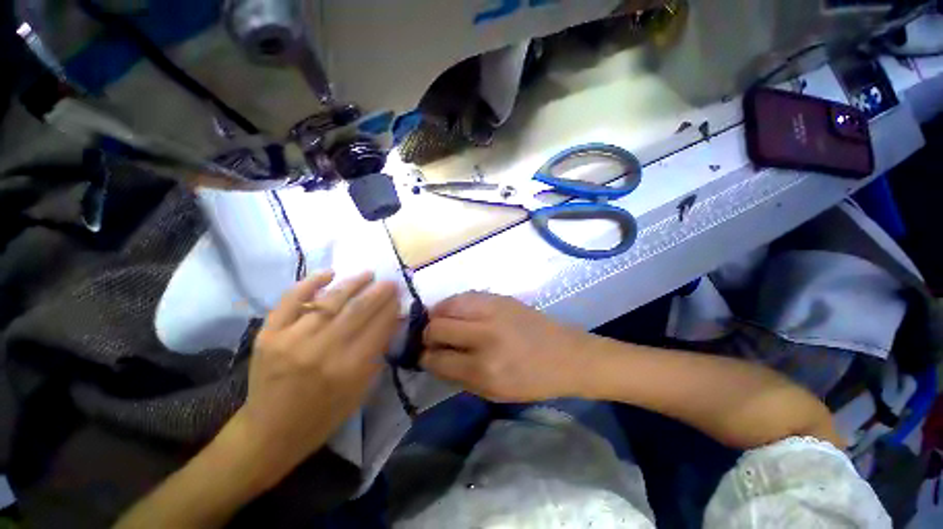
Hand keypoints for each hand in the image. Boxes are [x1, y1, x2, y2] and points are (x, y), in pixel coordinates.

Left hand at [234, 271, 399, 481]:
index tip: (398, 296)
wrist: (268, 433)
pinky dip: (311, 282)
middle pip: (358, 309)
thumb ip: (376, 355)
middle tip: (389, 282)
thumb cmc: (322, 417)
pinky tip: (329, 273)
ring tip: (368, 274)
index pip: (379, 326)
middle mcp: (322, 351)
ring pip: (330, 300)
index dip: (391, 307)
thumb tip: (389, 322)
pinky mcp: (269, 334)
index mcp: (349, 370)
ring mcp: (292, 340)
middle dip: (379, 291)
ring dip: (353, 283)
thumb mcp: (360, 392)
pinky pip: (291, 299)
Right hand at [420, 292, 593, 402]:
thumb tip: (432, 358)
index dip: (424, 358)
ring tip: (440, 324)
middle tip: (430, 341)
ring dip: (436, 316)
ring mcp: (492, 311)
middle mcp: (485, 336)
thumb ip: (458, 375)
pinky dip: (453, 305)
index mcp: (484, 369)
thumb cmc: (531, 381)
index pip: (437, 359)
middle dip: (426, 336)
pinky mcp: (499, 297)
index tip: (423, 357)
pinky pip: (463, 296)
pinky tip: (455, 313)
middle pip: (436, 327)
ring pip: (446, 306)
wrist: (565, 354)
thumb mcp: (493, 392)